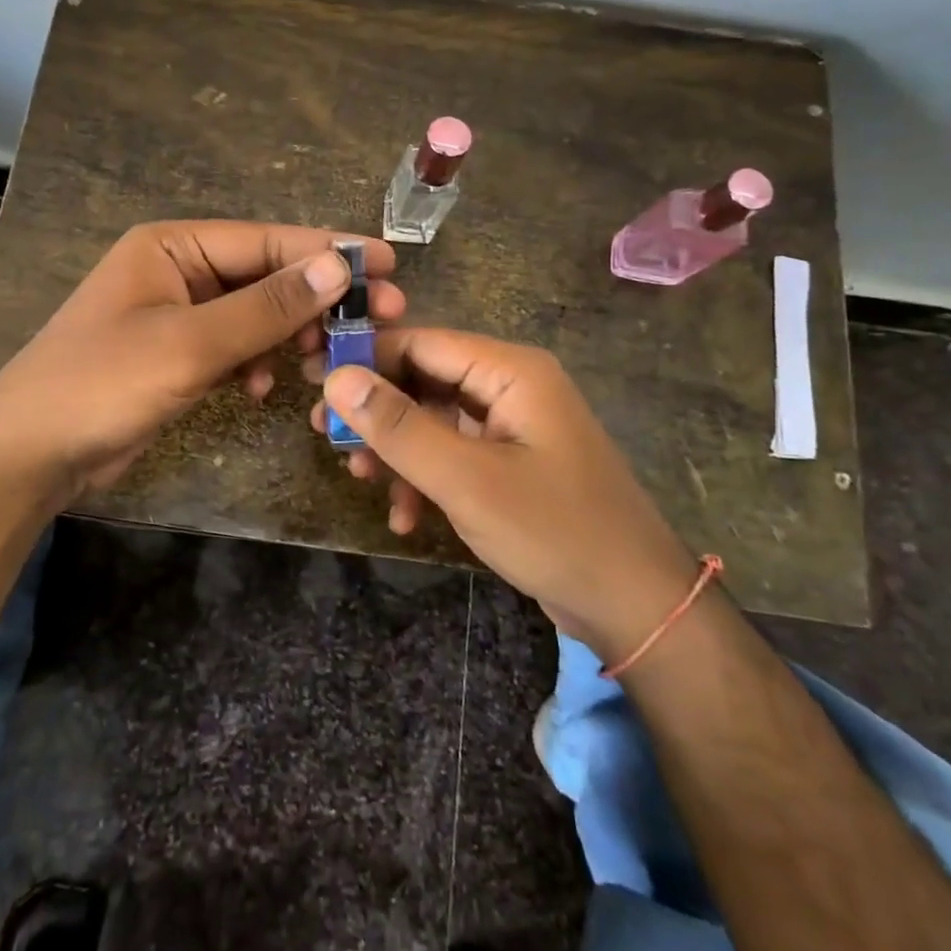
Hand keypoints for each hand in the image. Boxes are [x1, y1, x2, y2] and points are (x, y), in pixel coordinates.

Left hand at [0, 221, 403, 508]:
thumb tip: (338, 268)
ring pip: (255, 314)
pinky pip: (234, 347)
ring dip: (289, 336)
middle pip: (265, 275)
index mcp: (172, 246)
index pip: (266, 240)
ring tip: (324, 362)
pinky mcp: (177, 354)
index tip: (386, 264)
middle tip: (381, 317)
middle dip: (316, 300)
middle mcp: (177, 270)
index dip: (328, 251)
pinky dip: (254, 364)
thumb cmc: (102, 384)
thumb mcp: (190, 344)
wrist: (30, 456)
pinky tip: (261, 390)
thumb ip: (266, 307)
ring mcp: (177, 314)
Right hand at [312, 329, 697, 663]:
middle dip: (378, 411)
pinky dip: (425, 478)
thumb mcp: (466, 480)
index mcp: (510, 371)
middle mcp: (511, 386)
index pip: (421, 342)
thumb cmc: (554, 531)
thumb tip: (337, 378)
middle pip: (425, 379)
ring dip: (397, 450)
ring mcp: (513, 426)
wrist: (635, 607)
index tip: (314, 383)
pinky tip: (405, 517)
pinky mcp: (511, 462)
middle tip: (328, 437)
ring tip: (361, 480)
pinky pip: (454, 453)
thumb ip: (399, 427)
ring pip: (434, 419)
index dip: (365, 359)